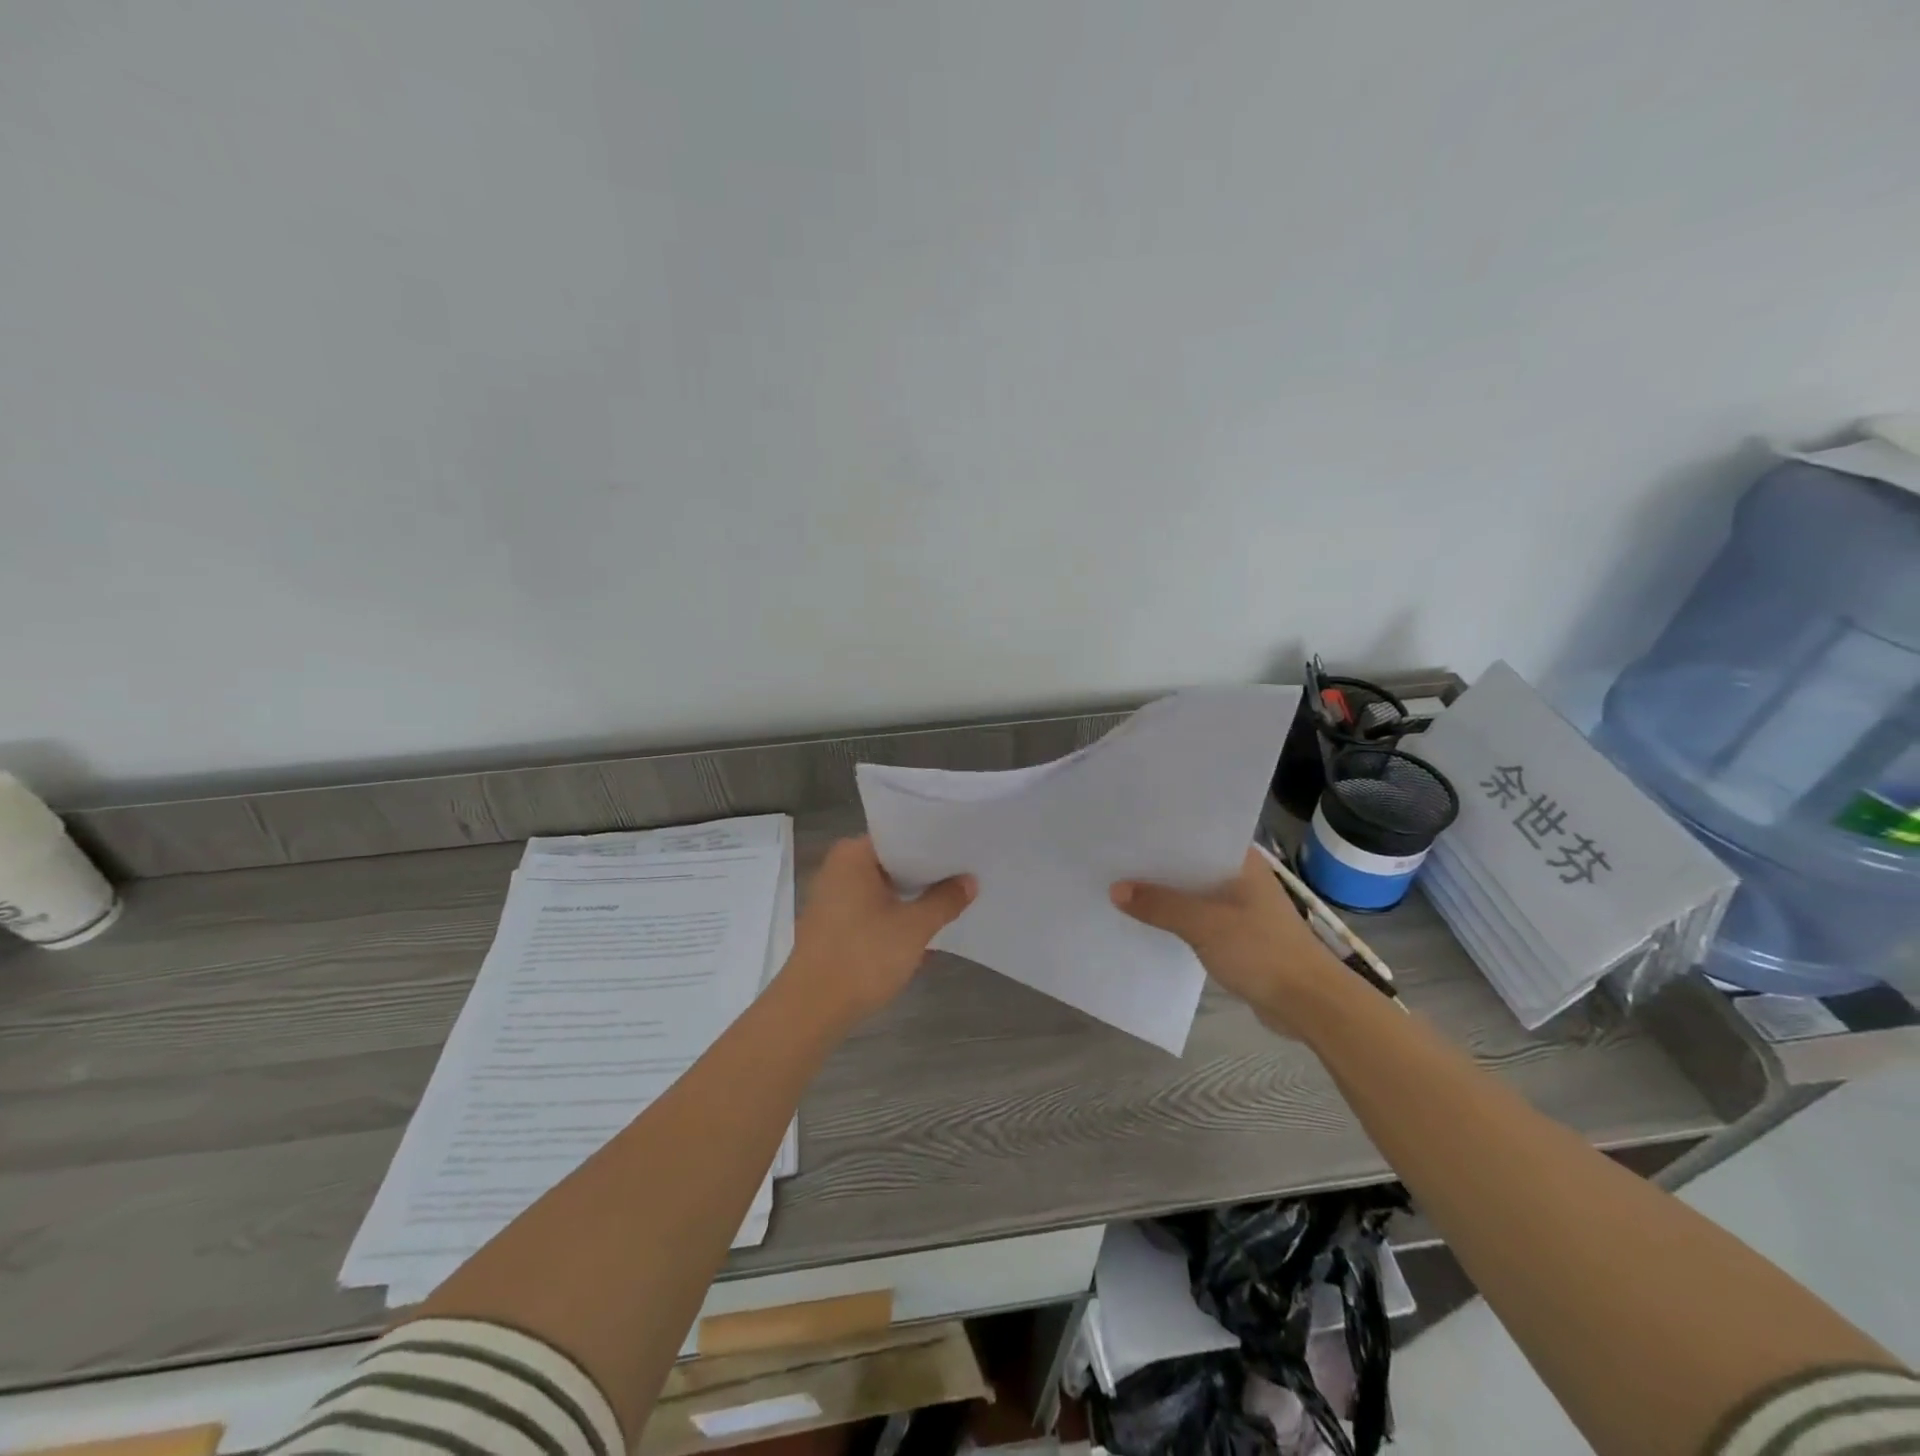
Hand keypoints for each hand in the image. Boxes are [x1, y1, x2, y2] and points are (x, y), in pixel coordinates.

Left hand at [784, 836, 975, 1027]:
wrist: (812, 1009)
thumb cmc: (863, 956)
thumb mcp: (914, 928)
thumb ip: (945, 900)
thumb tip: (970, 881)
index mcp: (853, 855)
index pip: (901, 836)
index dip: (933, 843)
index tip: (963, 849)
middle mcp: (838, 868)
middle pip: (892, 862)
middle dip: (926, 873)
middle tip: (965, 873)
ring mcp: (832, 898)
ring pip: (882, 888)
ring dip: (911, 897)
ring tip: (951, 899)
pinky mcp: (832, 926)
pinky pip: (871, 910)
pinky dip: (894, 916)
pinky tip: (923, 930)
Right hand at [1112, 849, 1347, 1036]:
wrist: (1309, 1004)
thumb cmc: (1262, 951)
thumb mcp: (1204, 924)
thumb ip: (1160, 905)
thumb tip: (1115, 890)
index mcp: (1241, 860)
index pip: (1195, 833)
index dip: (1160, 832)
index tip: (1125, 830)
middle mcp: (1241, 876)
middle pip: (1190, 864)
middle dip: (1156, 865)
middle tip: (1112, 857)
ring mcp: (1240, 905)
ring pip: (1193, 892)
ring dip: (1165, 894)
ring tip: (1120, 886)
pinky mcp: (1237, 933)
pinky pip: (1197, 917)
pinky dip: (1176, 918)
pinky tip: (1147, 920)